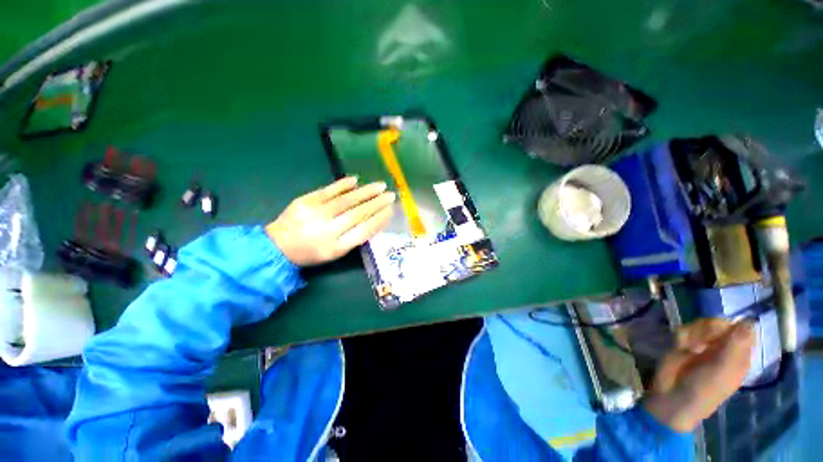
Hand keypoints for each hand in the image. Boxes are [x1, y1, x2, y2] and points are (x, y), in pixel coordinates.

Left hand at [266, 177, 395, 265]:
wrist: (278, 246)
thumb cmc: (312, 252)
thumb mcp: (336, 253)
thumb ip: (354, 238)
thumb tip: (374, 220)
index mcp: (335, 247)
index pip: (363, 231)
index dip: (379, 219)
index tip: (390, 210)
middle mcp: (327, 230)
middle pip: (357, 214)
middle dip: (377, 203)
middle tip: (390, 195)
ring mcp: (315, 213)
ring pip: (346, 200)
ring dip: (365, 192)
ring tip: (380, 185)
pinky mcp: (305, 201)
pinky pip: (328, 191)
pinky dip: (343, 185)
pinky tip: (356, 180)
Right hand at [643, 318, 754, 432]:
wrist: (673, 396)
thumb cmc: (704, 389)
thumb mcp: (723, 370)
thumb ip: (735, 346)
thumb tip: (749, 322)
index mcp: (738, 355)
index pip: (742, 330)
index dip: (733, 327)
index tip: (723, 335)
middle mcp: (722, 347)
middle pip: (720, 323)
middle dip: (709, 330)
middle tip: (702, 344)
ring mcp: (702, 345)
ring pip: (700, 324)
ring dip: (694, 334)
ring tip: (690, 349)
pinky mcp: (683, 343)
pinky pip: (684, 329)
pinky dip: (682, 337)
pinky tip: (680, 347)